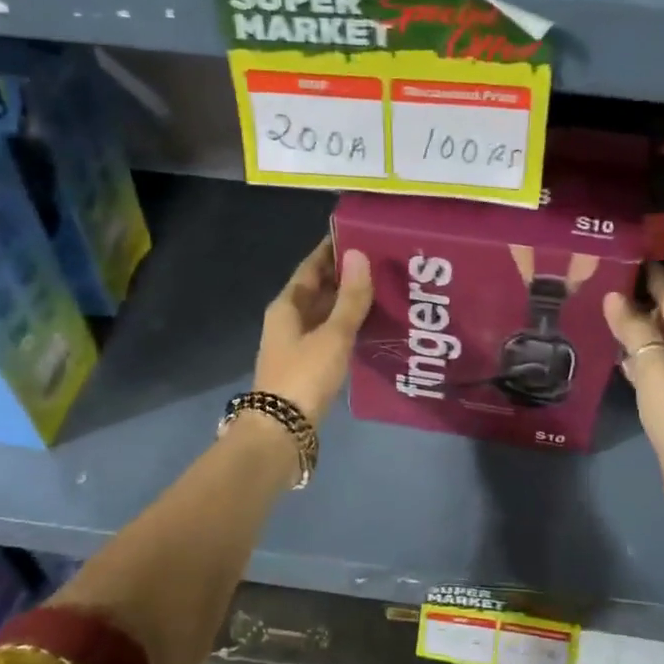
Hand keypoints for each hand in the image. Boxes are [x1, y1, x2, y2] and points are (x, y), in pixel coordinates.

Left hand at [254, 239, 373, 423]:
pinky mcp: (308, 363)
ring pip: (325, 311)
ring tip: (382, 286)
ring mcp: (297, 342)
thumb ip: (350, 298)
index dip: (331, 249)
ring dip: (347, 300)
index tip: (357, 233)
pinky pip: (329, 332)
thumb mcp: (333, 334)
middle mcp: (289, 319)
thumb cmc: (304, 375)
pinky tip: (370, 323)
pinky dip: (347, 323)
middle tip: (379, 259)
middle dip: (344, 273)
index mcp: (287, 305)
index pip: (311, 266)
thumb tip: (360, 253)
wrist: (281, 430)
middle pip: (318, 288)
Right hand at [604, 263, 663, 520]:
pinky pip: (652, 371)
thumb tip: (615, 296)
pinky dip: (636, 359)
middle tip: (612, 282)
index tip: (637, 257)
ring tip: (608, 314)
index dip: (658, 280)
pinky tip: (617, 358)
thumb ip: (636, 332)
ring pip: (660, 347)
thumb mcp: (657, 370)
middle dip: (645, 302)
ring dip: (639, 331)